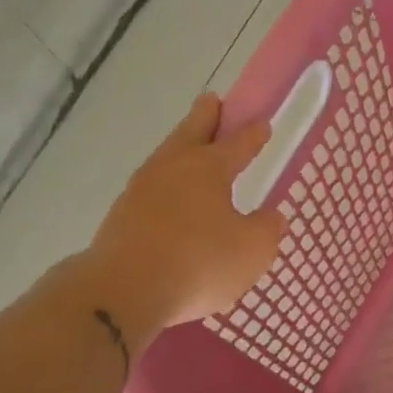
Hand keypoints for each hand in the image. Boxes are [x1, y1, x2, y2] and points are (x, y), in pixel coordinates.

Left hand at [80, 93, 286, 342]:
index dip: (253, 134)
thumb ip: (267, 229)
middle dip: (205, 116)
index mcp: (208, 168)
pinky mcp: (121, 216)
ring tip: (190, 149)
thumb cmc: (199, 263)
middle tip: (212, 101)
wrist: (124, 290)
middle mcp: (172, 169)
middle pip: (191, 132)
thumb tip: (271, 216)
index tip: (263, 123)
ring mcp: (140, 190)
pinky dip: (165, 184)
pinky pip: (151, 189)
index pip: (237, 143)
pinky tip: (169, 198)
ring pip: (166, 158)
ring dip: (180, 147)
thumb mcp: (252, 251)